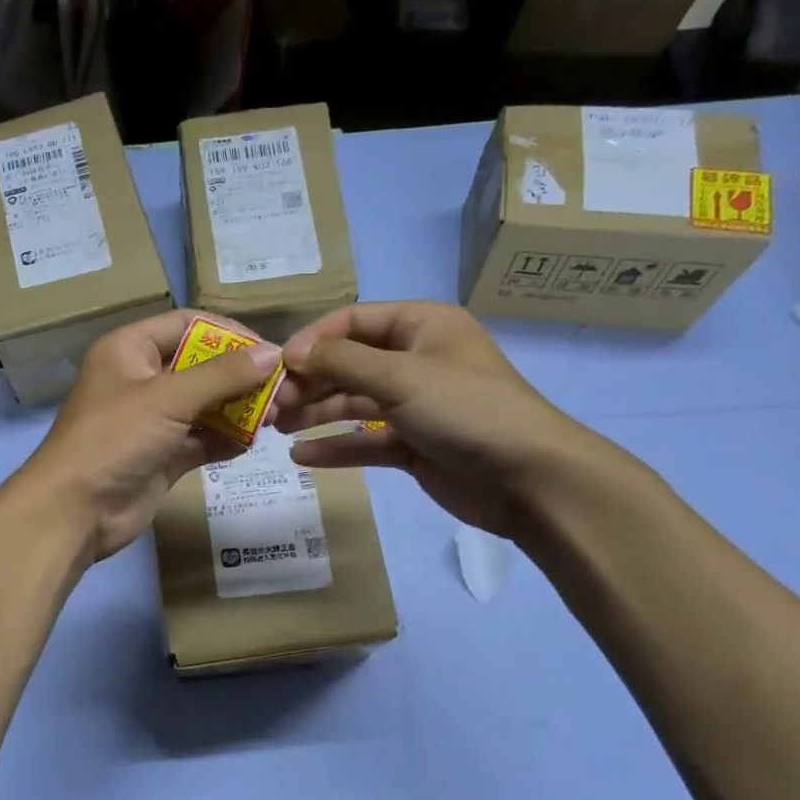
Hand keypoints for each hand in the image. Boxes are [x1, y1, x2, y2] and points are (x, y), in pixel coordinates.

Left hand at [9, 311, 282, 562]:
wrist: (75, 511)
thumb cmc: (114, 439)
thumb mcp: (168, 398)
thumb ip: (222, 375)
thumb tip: (273, 354)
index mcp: (130, 349)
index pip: (188, 324)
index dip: (229, 334)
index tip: (269, 351)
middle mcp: (141, 379)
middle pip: (200, 366)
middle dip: (240, 377)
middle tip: (281, 390)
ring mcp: (151, 420)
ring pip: (204, 405)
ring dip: (238, 409)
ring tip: (276, 416)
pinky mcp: (161, 456)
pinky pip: (201, 439)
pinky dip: (225, 440)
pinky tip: (254, 443)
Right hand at [274, 301, 613, 537]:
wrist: (528, 478)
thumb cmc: (466, 410)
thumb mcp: (401, 376)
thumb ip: (342, 362)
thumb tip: (293, 353)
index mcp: (421, 326)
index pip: (353, 321)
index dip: (313, 341)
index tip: (278, 367)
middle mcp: (415, 360)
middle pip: (348, 363)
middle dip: (309, 382)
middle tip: (270, 406)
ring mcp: (414, 404)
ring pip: (353, 403)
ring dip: (316, 413)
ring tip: (276, 429)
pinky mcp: (413, 444)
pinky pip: (365, 440)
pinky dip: (336, 446)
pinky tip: (302, 457)